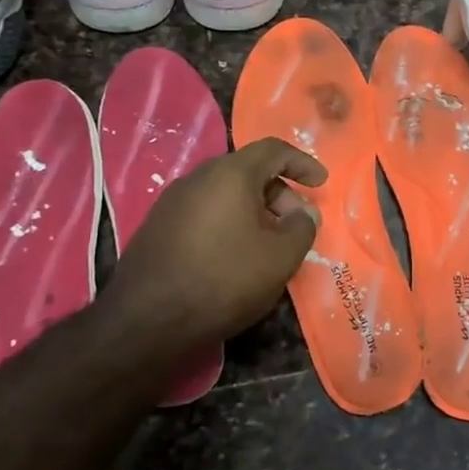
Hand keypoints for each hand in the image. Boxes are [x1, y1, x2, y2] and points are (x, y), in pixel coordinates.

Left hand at [108, 138, 326, 347]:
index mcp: (230, 174)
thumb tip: (303, 215)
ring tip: (269, 244)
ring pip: (225, 193)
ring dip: (255, 210)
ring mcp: (173, 201)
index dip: (302, 163)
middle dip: (280, 193)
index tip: (321, 183)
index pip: (273, 150)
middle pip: (248, 171)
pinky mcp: (159, 226)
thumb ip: (302, 228)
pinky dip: (230, 222)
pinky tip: (236, 255)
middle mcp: (198, 177)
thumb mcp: (280, 257)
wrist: (147, 319)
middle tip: (296, 224)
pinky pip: (206, 211)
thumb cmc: (224, 279)